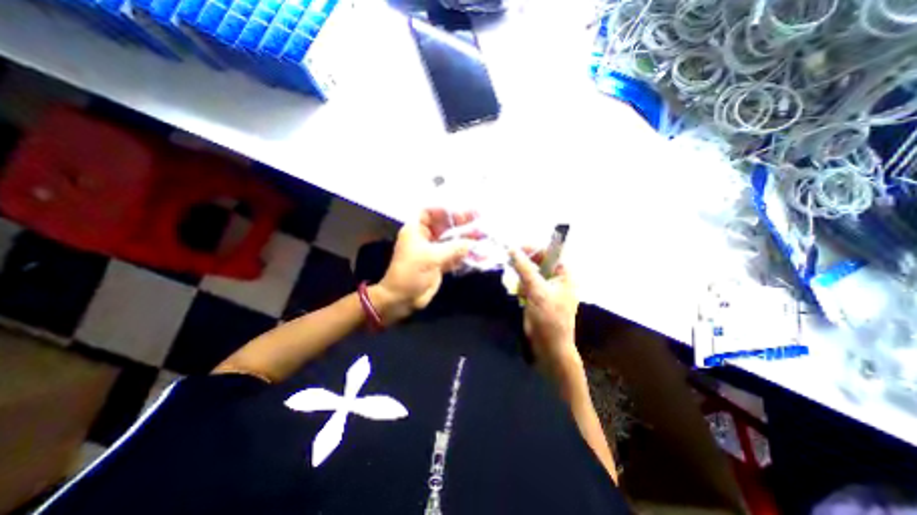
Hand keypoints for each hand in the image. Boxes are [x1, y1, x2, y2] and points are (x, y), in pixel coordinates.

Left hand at [370, 209, 476, 325]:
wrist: (402, 299)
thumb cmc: (410, 273)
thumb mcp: (431, 257)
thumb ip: (454, 248)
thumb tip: (473, 242)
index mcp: (416, 230)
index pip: (429, 212)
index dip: (444, 210)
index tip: (461, 210)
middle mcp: (425, 238)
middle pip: (444, 225)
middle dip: (461, 223)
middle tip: (479, 219)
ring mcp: (433, 251)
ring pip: (451, 240)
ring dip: (466, 238)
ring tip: (484, 235)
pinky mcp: (439, 263)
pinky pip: (454, 255)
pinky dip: (465, 254)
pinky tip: (479, 253)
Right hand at [508, 252, 577, 378]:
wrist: (549, 347)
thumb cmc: (549, 317)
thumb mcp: (537, 290)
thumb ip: (524, 268)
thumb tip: (512, 249)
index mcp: (564, 275)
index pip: (550, 252)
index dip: (534, 248)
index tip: (516, 249)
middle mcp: (557, 279)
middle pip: (539, 262)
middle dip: (525, 266)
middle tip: (511, 266)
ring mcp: (547, 289)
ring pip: (531, 273)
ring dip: (522, 278)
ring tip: (519, 289)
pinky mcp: (538, 297)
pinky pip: (527, 285)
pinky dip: (521, 287)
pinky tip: (520, 296)